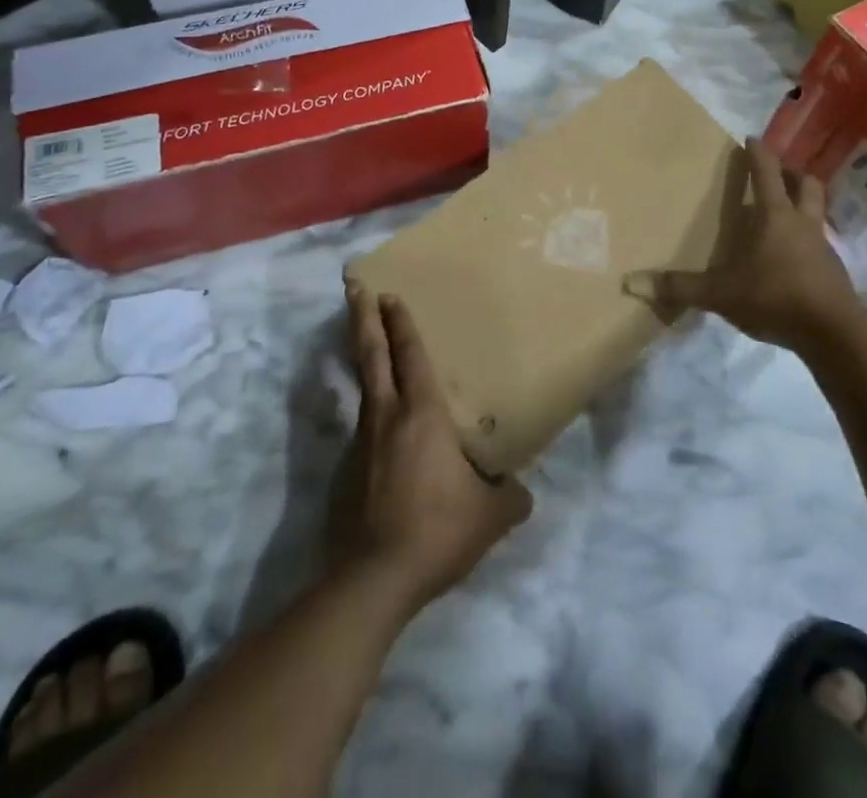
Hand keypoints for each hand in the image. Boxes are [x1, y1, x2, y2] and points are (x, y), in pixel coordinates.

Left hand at [331, 280, 531, 614]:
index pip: (411, 355)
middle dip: (363, 317)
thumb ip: (511, 497)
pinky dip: (369, 412)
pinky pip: (362, 428)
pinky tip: (382, 435)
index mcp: (422, 415)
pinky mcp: (346, 472)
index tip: (389, 294)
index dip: (401, 323)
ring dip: (363, 358)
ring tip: (366, 344)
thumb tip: (521, 491)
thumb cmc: (437, 531)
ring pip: (363, 387)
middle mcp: (386, 417)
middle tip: (353, 286)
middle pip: (371, 354)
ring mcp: (361, 443)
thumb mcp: (490, 516)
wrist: (373, 579)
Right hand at [624, 137, 863, 352]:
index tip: (751, 138)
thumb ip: (678, 287)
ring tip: (782, 216)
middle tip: (776, 174)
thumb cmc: (775, 298)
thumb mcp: (719, 293)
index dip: (758, 153)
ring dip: (802, 206)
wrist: (834, 334)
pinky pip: (819, 244)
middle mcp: (803, 223)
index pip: (766, 173)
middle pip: (807, 184)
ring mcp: (823, 248)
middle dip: (792, 174)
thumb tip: (630, 282)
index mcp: (775, 216)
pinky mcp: (833, 272)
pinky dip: (806, 240)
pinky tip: (791, 258)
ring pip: (816, 213)